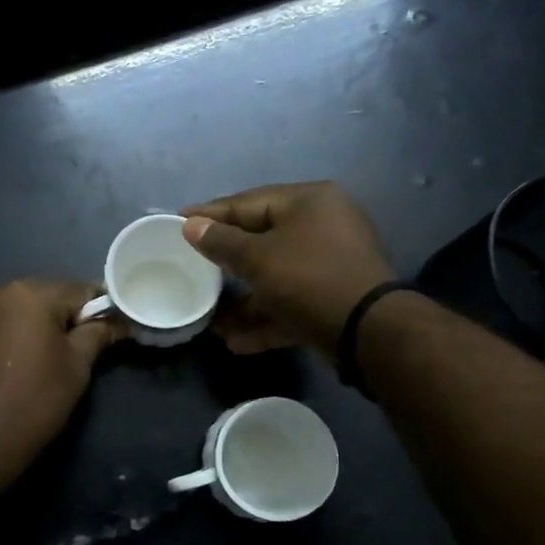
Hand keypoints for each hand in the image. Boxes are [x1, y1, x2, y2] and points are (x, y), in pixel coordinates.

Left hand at [0, 278, 125, 487]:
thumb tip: (118, 320)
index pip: (79, 289)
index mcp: (29, 293)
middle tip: (77, 348)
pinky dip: (6, 337)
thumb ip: (98, 334)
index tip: (111, 328)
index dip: (100, 308)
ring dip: (31, 326)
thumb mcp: (76, 368)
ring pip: (14, 310)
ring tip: (41, 359)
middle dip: (63, 317)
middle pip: (43, 296)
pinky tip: (11, 364)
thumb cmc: (34, 403)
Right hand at [182, 182, 394, 355]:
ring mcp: (328, 265)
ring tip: (211, 319)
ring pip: (274, 277)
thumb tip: (191, 225)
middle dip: (224, 263)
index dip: (210, 214)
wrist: (368, 332)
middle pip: (260, 240)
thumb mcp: (258, 258)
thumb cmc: (308, 279)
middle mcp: (322, 226)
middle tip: (189, 267)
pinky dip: (265, 319)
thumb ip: (221, 242)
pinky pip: (289, 304)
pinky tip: (236, 342)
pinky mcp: (330, 299)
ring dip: (243, 300)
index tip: (176, 222)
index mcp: (308, 202)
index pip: (247, 202)